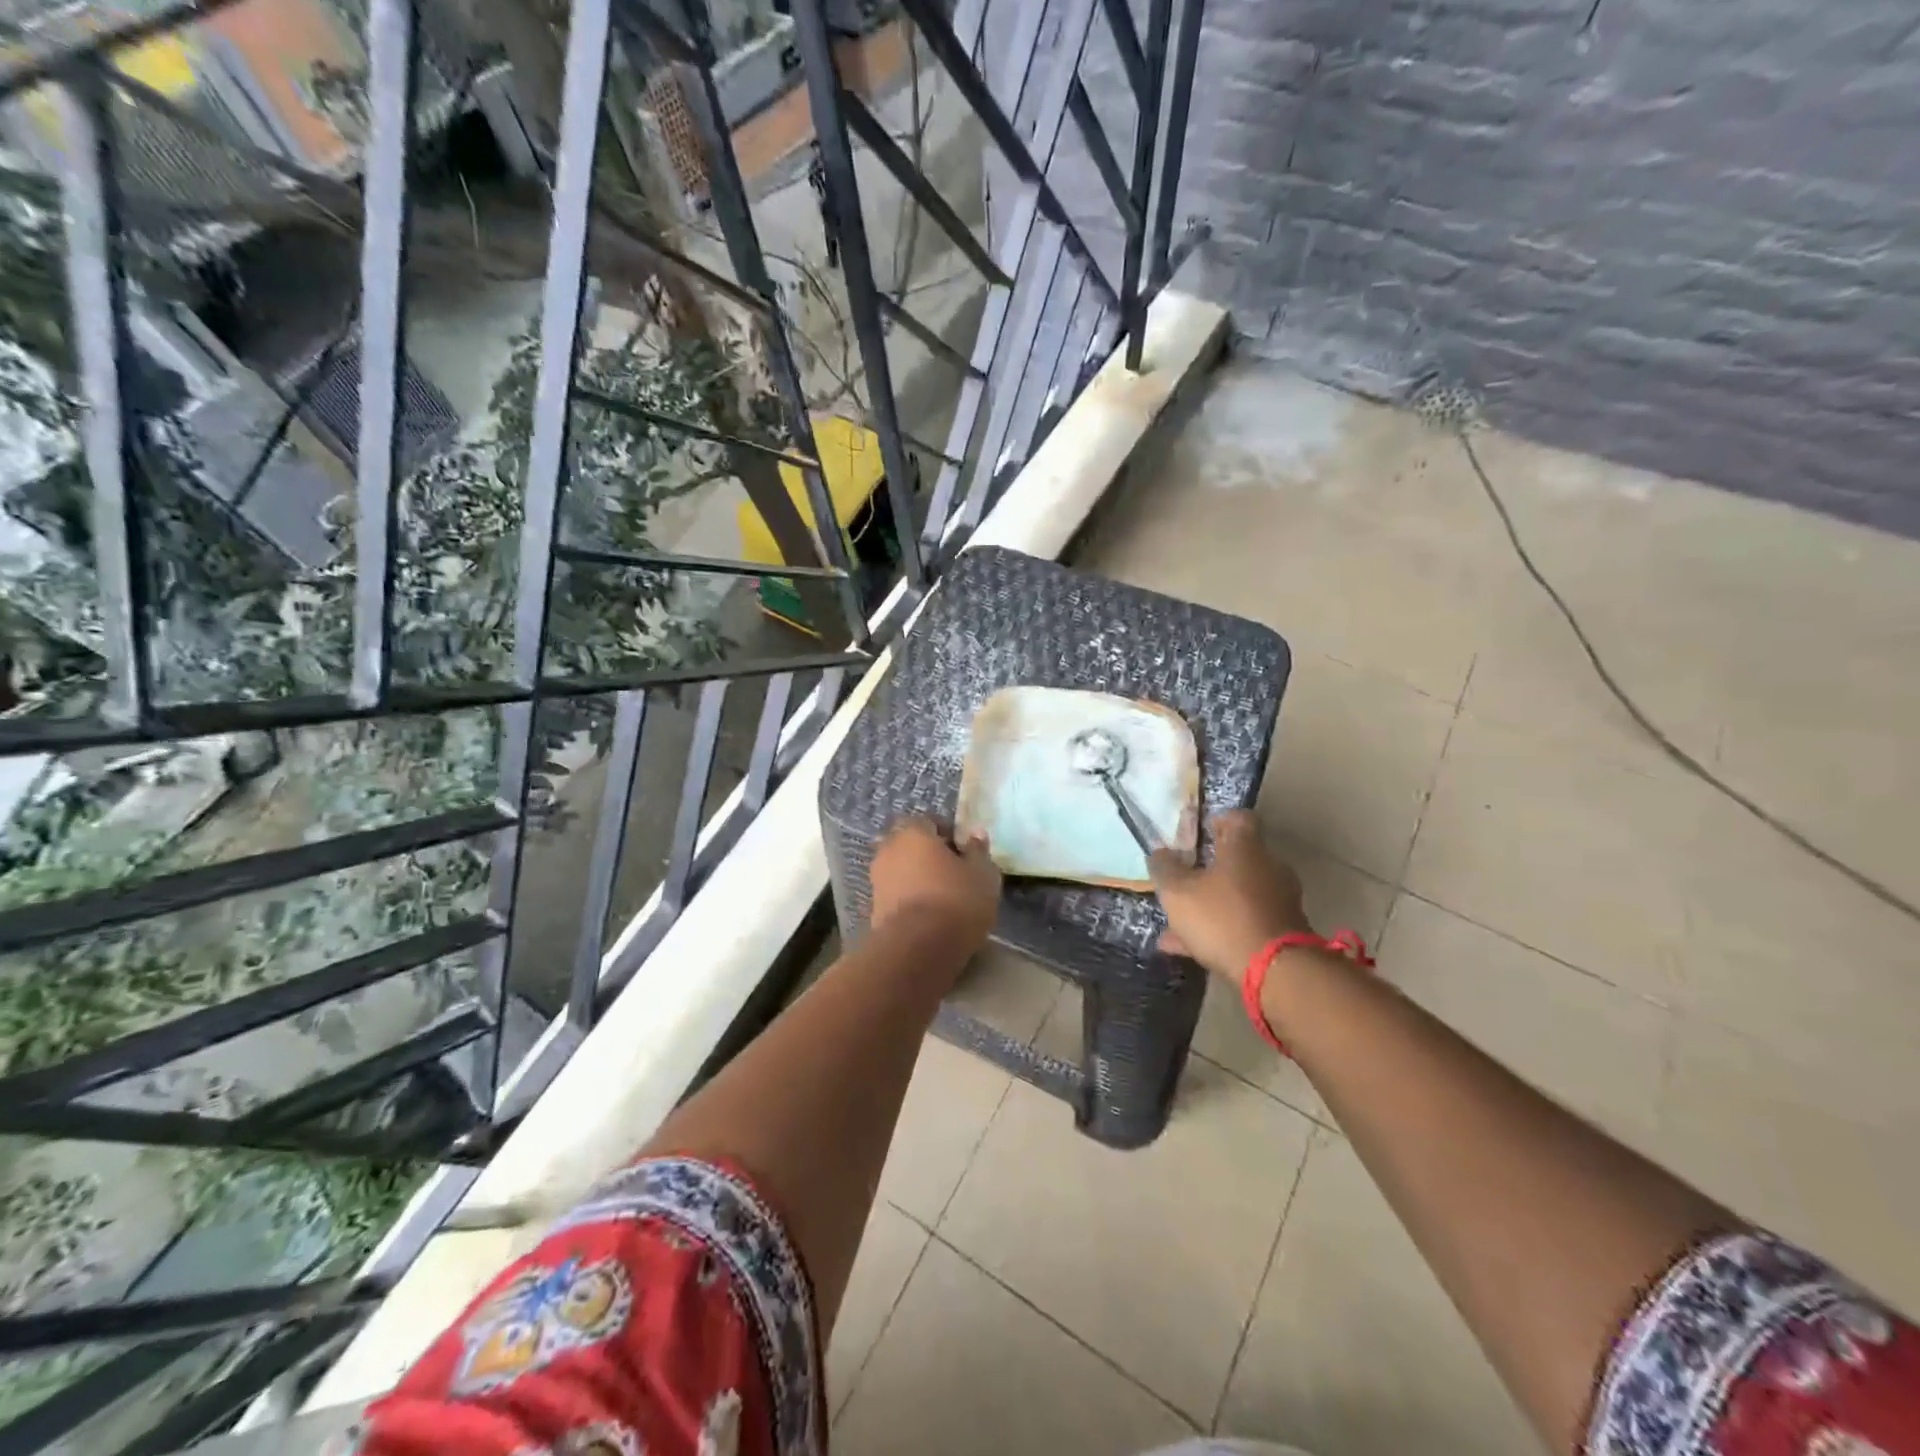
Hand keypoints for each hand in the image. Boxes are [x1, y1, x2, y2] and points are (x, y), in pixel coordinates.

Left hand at [870, 817, 1000, 947]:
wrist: (918, 949)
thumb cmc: (956, 900)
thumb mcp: (982, 874)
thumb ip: (978, 851)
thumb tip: (975, 834)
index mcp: (913, 832)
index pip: (930, 822)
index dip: (949, 835)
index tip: (965, 852)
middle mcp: (889, 850)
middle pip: (911, 846)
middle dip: (929, 857)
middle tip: (954, 874)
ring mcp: (877, 880)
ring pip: (902, 871)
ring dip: (918, 880)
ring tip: (943, 899)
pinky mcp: (873, 909)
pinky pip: (897, 896)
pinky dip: (911, 901)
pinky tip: (930, 916)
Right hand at [1149, 810, 1310, 978]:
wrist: (1275, 971)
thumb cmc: (1222, 917)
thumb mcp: (1177, 892)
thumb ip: (1165, 869)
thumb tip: (1160, 853)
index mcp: (1246, 847)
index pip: (1238, 818)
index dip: (1217, 821)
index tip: (1199, 833)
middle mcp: (1269, 867)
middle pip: (1239, 858)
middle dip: (1211, 868)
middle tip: (1185, 878)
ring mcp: (1280, 900)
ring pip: (1240, 894)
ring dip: (1213, 902)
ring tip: (1178, 922)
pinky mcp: (1284, 931)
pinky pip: (1246, 921)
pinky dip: (1222, 928)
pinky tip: (1189, 948)